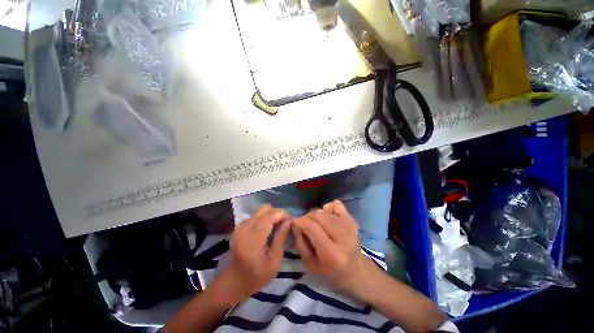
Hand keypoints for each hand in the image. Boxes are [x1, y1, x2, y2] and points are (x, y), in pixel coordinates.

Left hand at [216, 204, 290, 303]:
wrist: (234, 281)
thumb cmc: (257, 275)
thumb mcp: (274, 262)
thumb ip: (281, 239)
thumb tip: (288, 222)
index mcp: (254, 238)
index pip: (270, 215)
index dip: (282, 214)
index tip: (290, 222)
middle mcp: (245, 228)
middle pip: (264, 208)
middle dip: (277, 213)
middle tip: (283, 224)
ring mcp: (240, 226)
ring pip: (260, 210)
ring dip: (270, 215)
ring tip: (276, 226)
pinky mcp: (239, 227)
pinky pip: (255, 215)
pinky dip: (264, 218)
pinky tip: (267, 229)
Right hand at [292, 200, 369, 292]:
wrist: (354, 269)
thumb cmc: (329, 270)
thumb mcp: (309, 263)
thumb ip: (300, 242)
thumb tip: (295, 223)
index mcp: (332, 254)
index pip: (312, 228)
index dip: (300, 222)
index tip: (294, 222)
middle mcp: (343, 238)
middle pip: (318, 215)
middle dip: (307, 218)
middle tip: (305, 225)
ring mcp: (350, 226)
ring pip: (324, 210)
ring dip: (316, 214)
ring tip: (316, 224)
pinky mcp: (353, 220)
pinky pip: (336, 204)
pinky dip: (328, 208)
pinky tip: (327, 217)